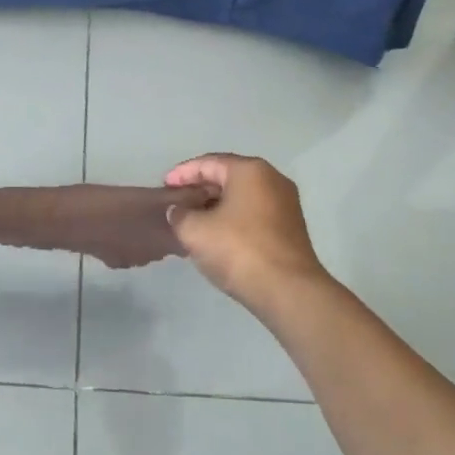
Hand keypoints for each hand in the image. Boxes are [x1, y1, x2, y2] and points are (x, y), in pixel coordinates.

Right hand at [165, 153, 330, 314]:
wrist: (288, 291)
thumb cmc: (239, 250)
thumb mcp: (194, 231)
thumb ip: (179, 214)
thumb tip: (178, 211)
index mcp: (250, 171)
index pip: (208, 163)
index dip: (182, 173)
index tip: (164, 185)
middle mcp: (272, 180)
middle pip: (228, 177)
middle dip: (200, 189)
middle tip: (176, 202)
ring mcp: (286, 205)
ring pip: (242, 197)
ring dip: (216, 206)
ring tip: (192, 219)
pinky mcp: (290, 229)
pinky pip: (253, 214)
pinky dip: (232, 219)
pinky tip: (216, 235)